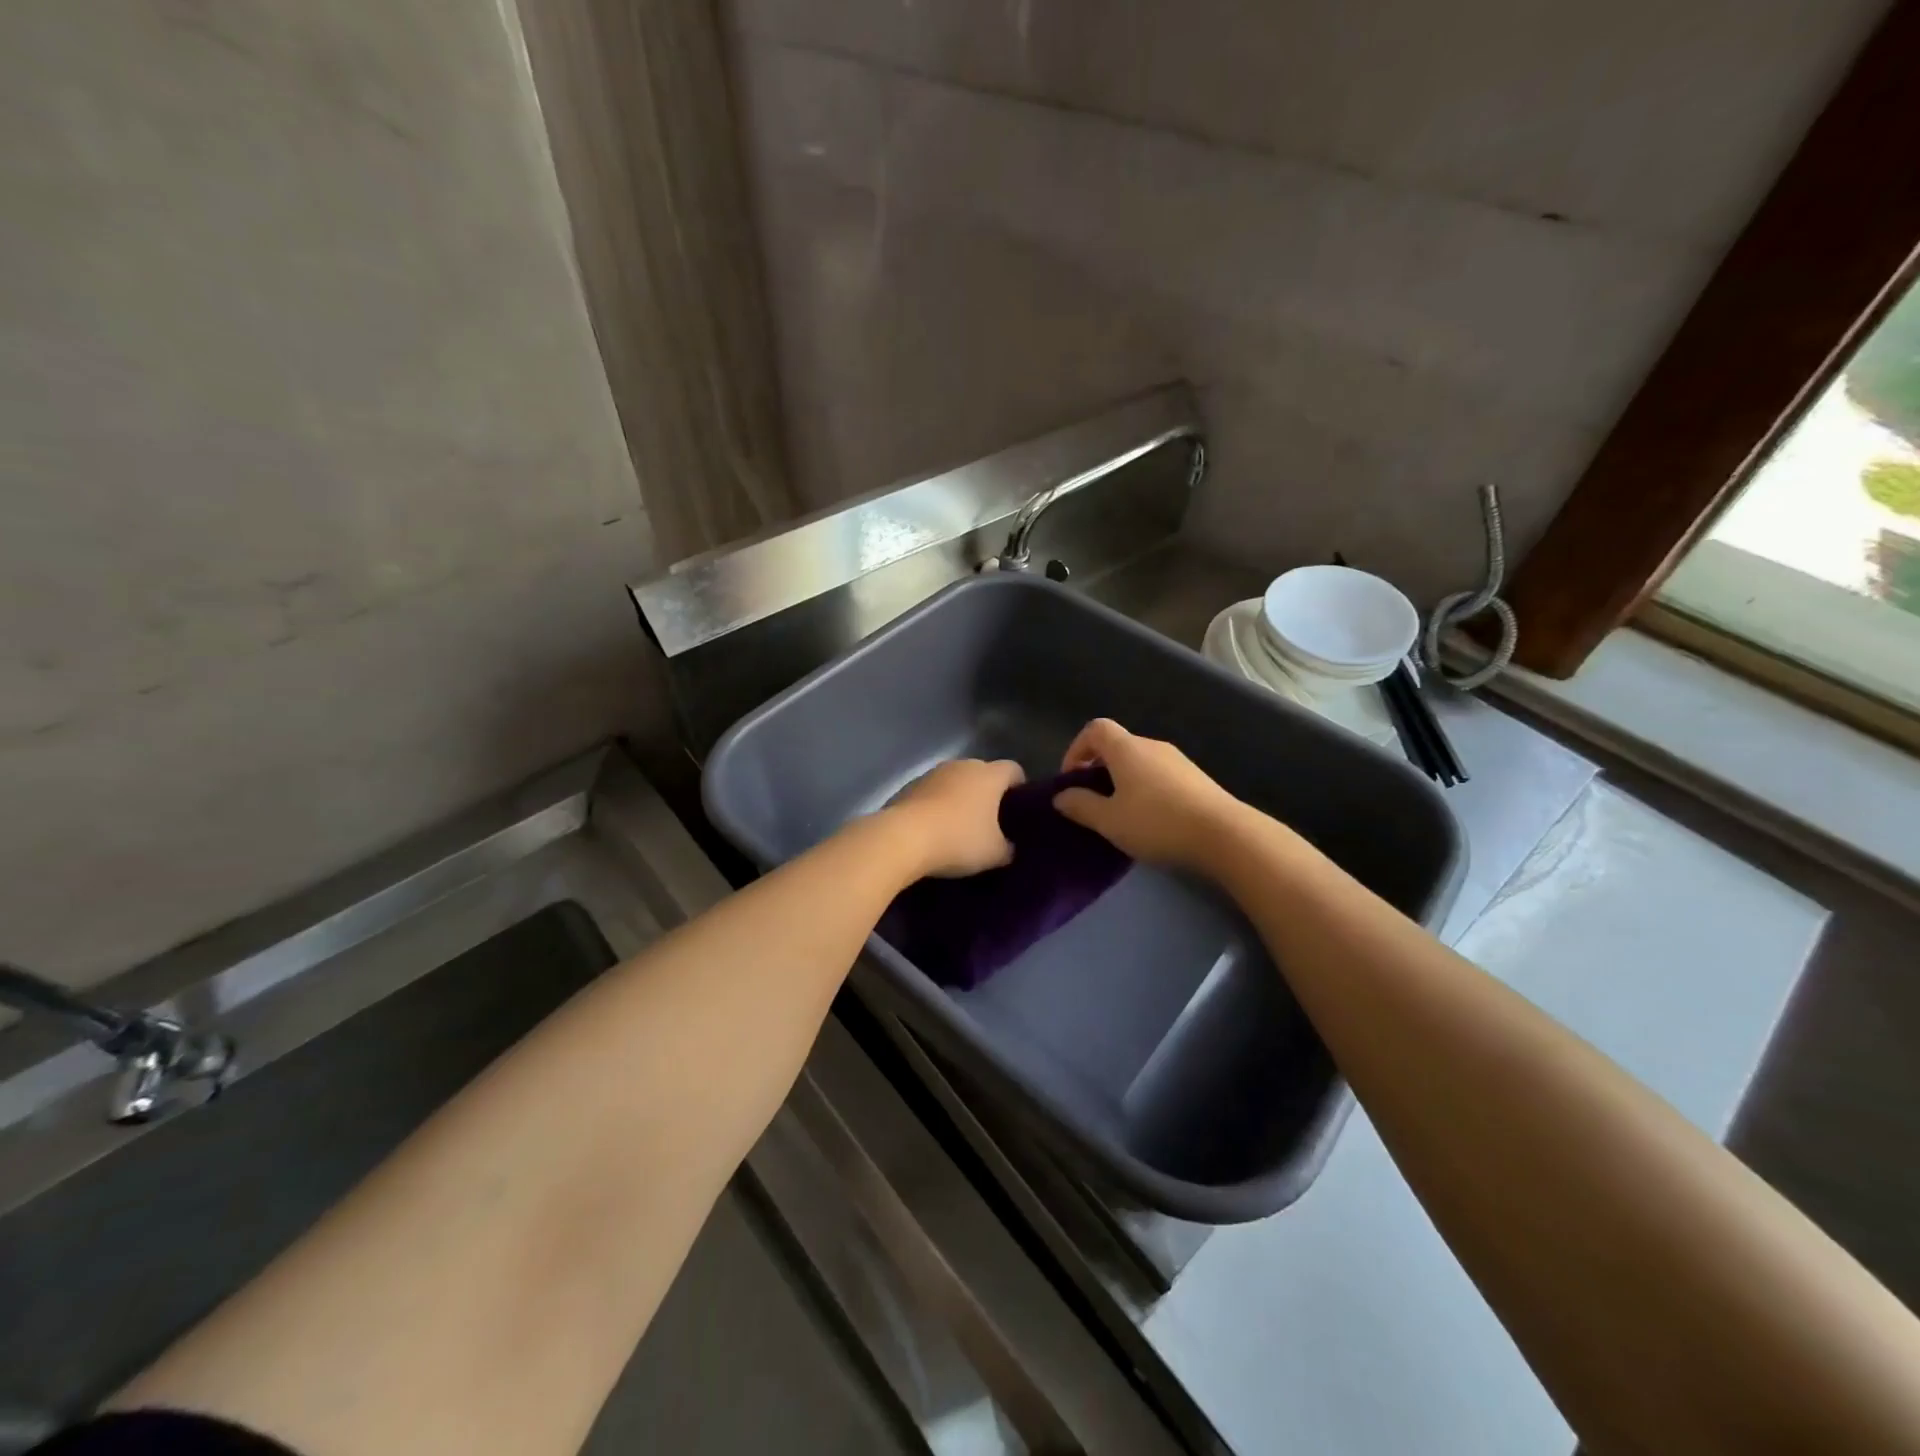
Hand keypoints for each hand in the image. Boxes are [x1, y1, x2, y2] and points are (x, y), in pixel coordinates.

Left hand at [885, 758, 1024, 877]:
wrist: (903, 838)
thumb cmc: (958, 839)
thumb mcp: (995, 854)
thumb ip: (1008, 848)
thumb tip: (1008, 847)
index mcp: (989, 775)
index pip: (1014, 770)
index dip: (1020, 787)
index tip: (1019, 809)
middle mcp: (962, 765)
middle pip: (982, 773)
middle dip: (988, 794)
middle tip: (991, 822)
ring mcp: (933, 773)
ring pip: (955, 781)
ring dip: (959, 798)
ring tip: (960, 827)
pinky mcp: (909, 785)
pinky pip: (932, 793)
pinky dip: (936, 805)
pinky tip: (934, 829)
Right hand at [1052, 719, 1243, 870]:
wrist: (1224, 835)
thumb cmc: (1157, 823)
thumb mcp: (1109, 820)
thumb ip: (1081, 806)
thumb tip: (1060, 796)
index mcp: (1127, 749)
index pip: (1095, 729)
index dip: (1076, 749)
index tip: (1071, 780)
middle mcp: (1152, 746)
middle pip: (1117, 745)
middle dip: (1098, 768)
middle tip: (1092, 801)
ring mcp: (1177, 761)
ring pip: (1139, 761)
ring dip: (1122, 780)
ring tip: (1120, 814)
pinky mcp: (1196, 778)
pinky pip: (1159, 775)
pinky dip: (1145, 789)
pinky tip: (1150, 819)